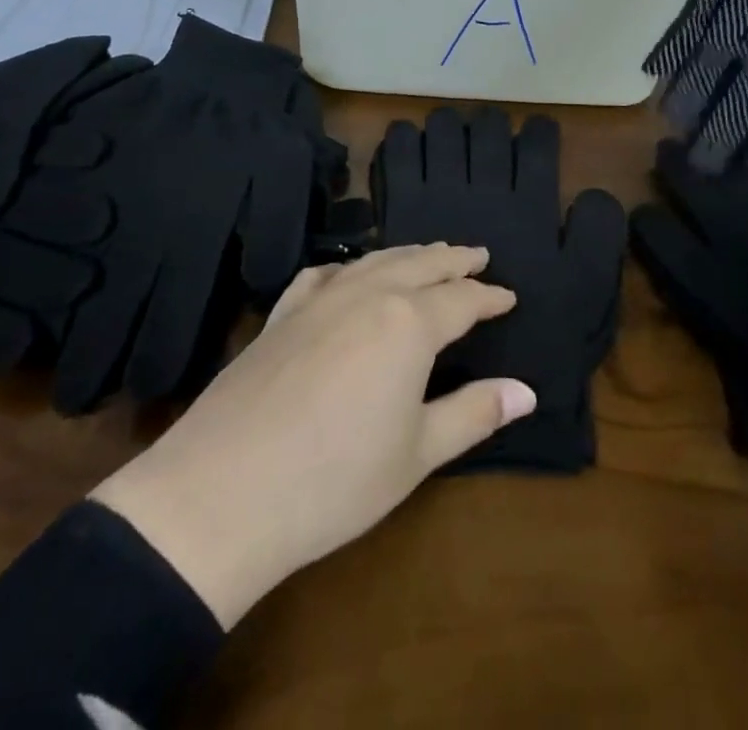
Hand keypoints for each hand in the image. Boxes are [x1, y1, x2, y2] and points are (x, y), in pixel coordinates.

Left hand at [90, 244, 536, 627]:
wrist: (221, 493)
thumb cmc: (335, 480)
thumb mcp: (417, 454)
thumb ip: (474, 414)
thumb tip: (526, 391)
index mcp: (408, 323)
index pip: (462, 300)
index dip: (489, 297)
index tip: (509, 296)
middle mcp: (367, 295)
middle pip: (421, 265)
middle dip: (454, 259)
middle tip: (478, 254)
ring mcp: (319, 300)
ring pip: (374, 261)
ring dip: (408, 255)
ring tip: (428, 253)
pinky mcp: (281, 316)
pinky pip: (322, 275)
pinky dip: (348, 268)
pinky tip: (347, 274)